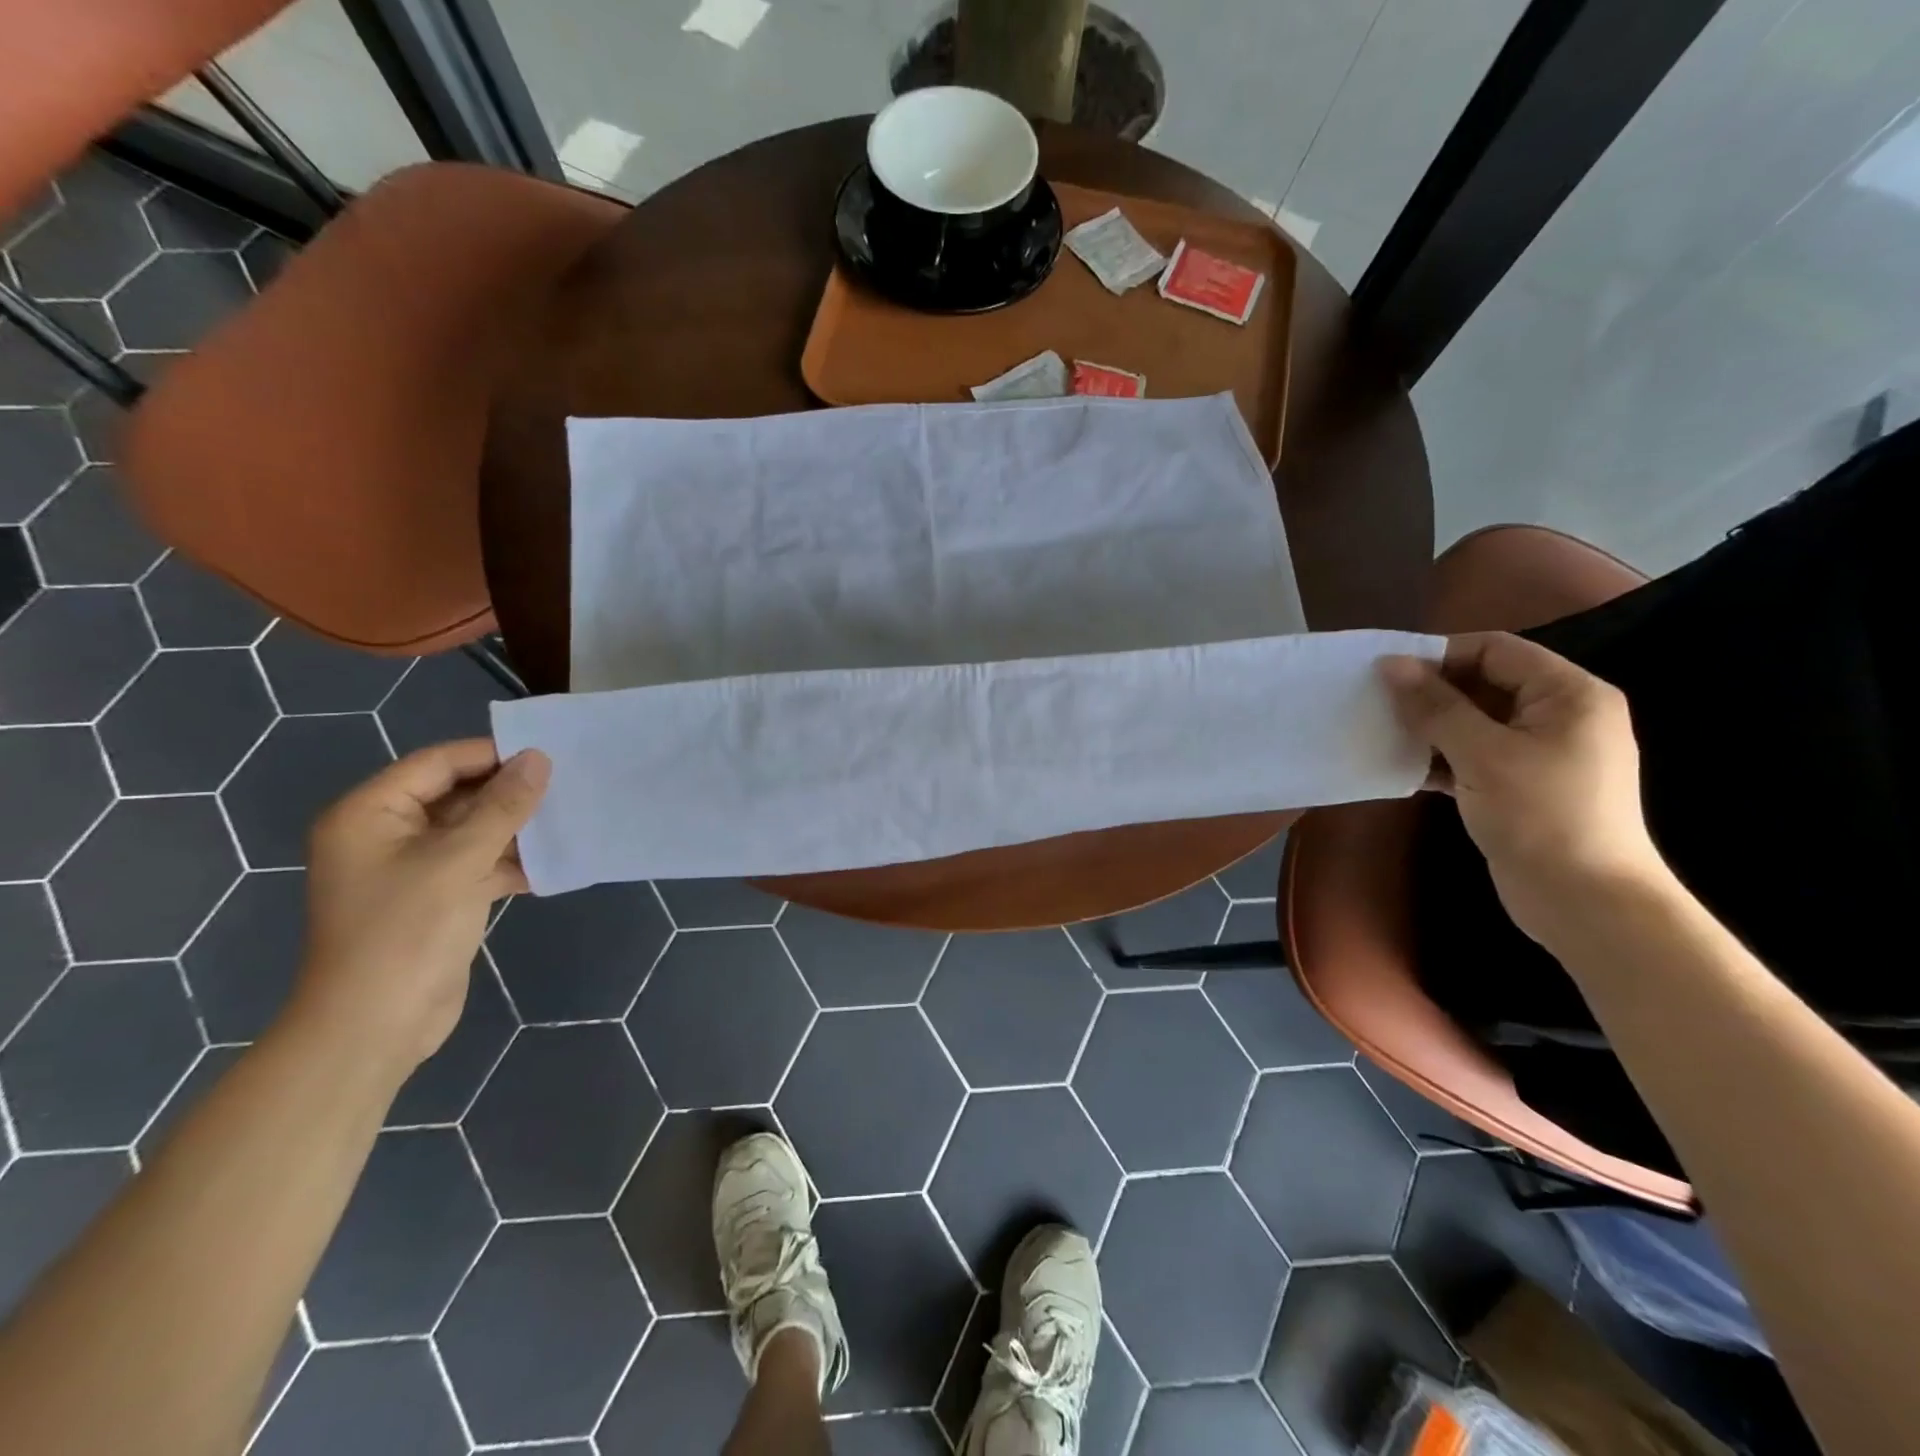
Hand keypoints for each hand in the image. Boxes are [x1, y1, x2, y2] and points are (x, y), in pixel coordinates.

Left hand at [292, 740, 550, 1079]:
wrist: (375, 1026)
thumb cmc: (405, 932)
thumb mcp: (459, 860)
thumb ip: (502, 807)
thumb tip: (539, 759)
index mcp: (370, 814)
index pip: (437, 764)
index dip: (492, 755)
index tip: (549, 754)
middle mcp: (385, 834)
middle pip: (456, 795)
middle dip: (509, 793)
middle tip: (568, 784)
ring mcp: (411, 869)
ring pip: (472, 832)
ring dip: (516, 829)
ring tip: (570, 819)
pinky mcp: (435, 899)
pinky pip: (478, 865)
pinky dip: (511, 863)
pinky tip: (554, 863)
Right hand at [1379, 632, 1666, 944]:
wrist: (1586, 903)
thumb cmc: (1542, 816)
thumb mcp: (1483, 754)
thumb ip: (1435, 706)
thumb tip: (1389, 663)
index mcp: (1569, 694)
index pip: (1496, 650)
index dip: (1440, 655)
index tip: (1387, 674)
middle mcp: (1560, 715)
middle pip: (1484, 683)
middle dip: (1430, 693)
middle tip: (1378, 704)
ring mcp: (1542, 753)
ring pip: (1474, 722)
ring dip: (1430, 727)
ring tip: (1383, 734)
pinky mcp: (1522, 785)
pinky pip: (1474, 755)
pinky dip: (1440, 758)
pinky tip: (1403, 769)